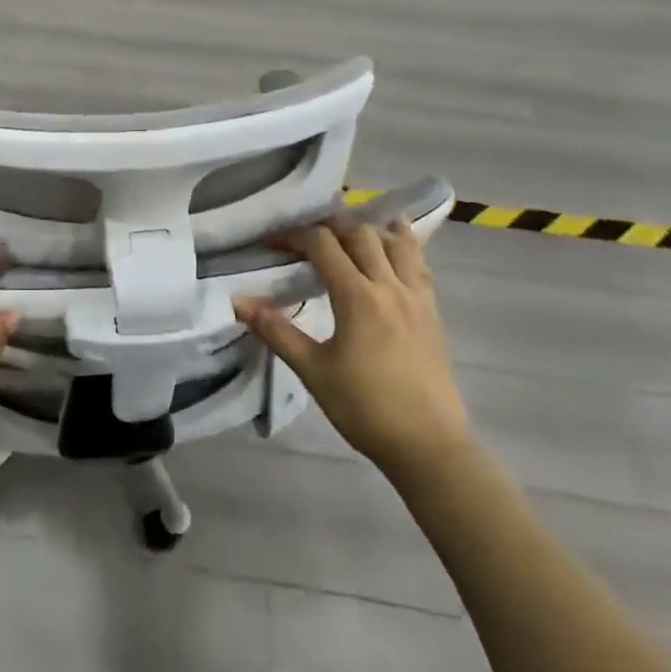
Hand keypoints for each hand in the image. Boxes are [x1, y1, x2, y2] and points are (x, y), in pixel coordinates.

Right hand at [234, 217, 472, 487]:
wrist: (429, 446)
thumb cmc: (366, 408)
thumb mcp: (313, 370)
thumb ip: (276, 331)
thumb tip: (238, 302)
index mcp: (358, 297)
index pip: (322, 244)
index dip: (293, 236)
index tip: (271, 244)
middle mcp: (389, 285)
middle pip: (359, 232)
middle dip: (327, 225)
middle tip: (303, 236)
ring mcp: (416, 296)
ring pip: (394, 240)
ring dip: (366, 228)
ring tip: (345, 234)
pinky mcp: (432, 310)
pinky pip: (418, 261)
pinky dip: (402, 242)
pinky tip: (391, 243)